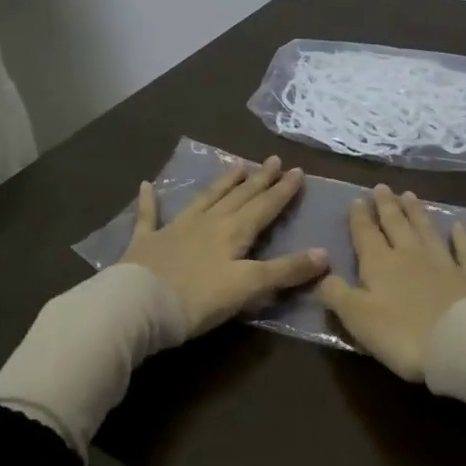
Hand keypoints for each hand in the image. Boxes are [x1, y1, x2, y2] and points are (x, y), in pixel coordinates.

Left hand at [121, 155, 328, 336]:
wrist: (140, 305)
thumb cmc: (199, 300)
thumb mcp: (249, 286)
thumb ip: (286, 270)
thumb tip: (325, 254)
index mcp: (234, 233)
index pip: (264, 207)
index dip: (282, 191)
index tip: (297, 171)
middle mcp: (208, 223)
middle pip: (239, 197)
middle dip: (259, 180)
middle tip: (273, 160)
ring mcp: (175, 229)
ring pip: (205, 199)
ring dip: (222, 183)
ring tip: (236, 164)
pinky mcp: (146, 242)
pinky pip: (149, 216)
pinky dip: (149, 201)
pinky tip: (146, 185)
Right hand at [318, 184, 465, 380]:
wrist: (460, 343)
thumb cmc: (402, 334)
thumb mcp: (357, 318)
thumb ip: (337, 294)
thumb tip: (322, 276)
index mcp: (380, 264)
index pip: (366, 234)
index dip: (360, 217)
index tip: (357, 199)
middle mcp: (410, 255)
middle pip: (396, 225)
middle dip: (387, 206)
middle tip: (382, 187)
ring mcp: (444, 263)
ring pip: (427, 230)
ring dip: (417, 213)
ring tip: (409, 195)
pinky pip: (465, 251)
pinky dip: (461, 237)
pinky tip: (458, 226)